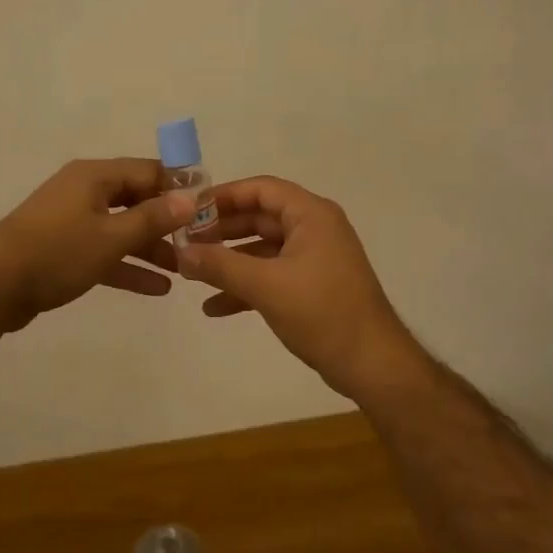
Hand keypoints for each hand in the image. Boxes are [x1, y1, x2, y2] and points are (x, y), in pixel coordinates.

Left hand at [0, 159, 195, 332]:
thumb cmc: (56, 253)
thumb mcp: (111, 237)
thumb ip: (152, 218)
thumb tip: (190, 198)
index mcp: (94, 176)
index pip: (149, 171)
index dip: (180, 187)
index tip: (209, 208)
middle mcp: (84, 191)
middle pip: (137, 200)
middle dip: (168, 222)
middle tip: (201, 243)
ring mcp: (72, 221)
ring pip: (122, 229)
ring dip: (151, 248)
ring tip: (184, 270)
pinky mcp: (63, 249)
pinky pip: (104, 251)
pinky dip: (127, 266)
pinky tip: (156, 288)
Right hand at [175, 176, 420, 398]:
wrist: (371, 363)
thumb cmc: (321, 312)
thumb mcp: (265, 285)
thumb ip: (220, 265)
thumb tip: (180, 252)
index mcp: (311, 215)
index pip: (261, 189)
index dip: (223, 196)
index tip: (189, 210)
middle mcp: (314, 229)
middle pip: (259, 217)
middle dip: (221, 231)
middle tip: (184, 241)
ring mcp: (314, 259)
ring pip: (263, 249)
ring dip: (229, 261)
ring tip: (192, 273)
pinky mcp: (312, 286)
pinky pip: (272, 275)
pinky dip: (245, 286)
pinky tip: (214, 307)